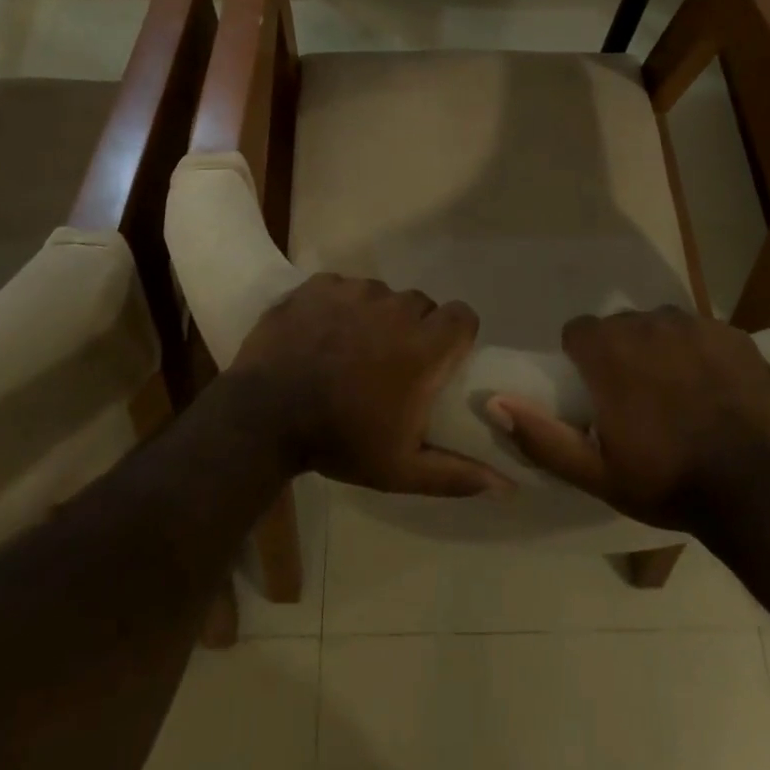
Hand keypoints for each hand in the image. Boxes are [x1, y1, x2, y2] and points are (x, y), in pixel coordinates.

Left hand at [227, 274, 513, 498]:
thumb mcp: (401, 469)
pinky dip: (338, 305)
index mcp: (422, 346)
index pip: (463, 315)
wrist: (263, 417)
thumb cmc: (339, 441)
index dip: (456, 334)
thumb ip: (456, 473)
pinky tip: (320, 333)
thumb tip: (507, 485)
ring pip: (381, 294)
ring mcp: (354, 291)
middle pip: (421, 305)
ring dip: (374, 316)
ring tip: (349, 348)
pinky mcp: (318, 284)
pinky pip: (342, 287)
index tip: (438, 359)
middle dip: (413, 328)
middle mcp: (395, 307)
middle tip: (388, 362)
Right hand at [486, 307, 769, 529]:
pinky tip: (715, 389)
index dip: (582, 358)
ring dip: (662, 348)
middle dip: (623, 352)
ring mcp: (696, 325)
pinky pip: (705, 332)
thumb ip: (540, 435)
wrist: (755, 493)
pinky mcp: (734, 335)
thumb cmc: (666, 481)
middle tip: (639, 398)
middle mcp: (648, 323)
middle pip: (621, 325)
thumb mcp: (595, 473)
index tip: (596, 391)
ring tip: (679, 392)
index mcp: (609, 350)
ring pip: (663, 324)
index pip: (578, 331)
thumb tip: (493, 401)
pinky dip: (703, 353)